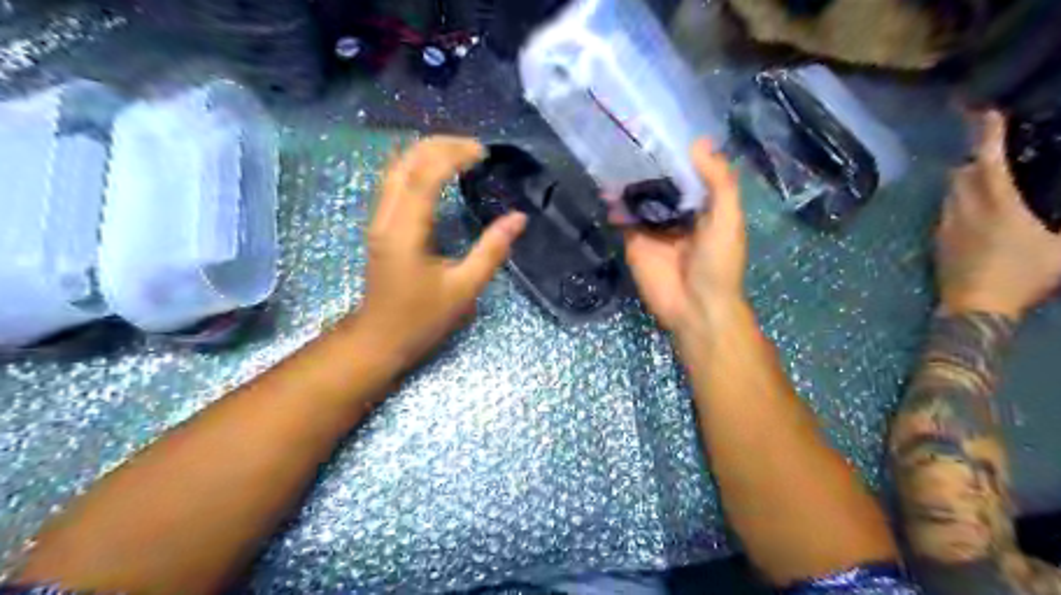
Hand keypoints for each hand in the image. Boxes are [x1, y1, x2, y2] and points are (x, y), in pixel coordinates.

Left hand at [355, 137, 524, 368]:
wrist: (379, 338)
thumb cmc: (421, 318)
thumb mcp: (464, 289)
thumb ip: (491, 251)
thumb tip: (518, 219)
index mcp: (406, 231)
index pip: (425, 175)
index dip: (453, 155)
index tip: (483, 153)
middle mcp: (386, 217)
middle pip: (405, 161)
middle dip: (440, 145)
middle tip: (475, 148)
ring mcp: (379, 220)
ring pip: (396, 168)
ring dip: (426, 152)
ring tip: (460, 153)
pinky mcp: (380, 226)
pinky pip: (395, 182)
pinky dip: (417, 166)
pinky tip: (438, 172)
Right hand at [625, 139, 748, 340]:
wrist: (696, 307)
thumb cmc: (718, 262)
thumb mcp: (728, 218)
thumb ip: (718, 181)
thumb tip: (699, 142)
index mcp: (704, 205)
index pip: (687, 172)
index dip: (675, 153)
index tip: (658, 128)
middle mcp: (678, 212)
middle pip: (660, 184)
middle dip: (646, 165)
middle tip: (627, 137)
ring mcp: (654, 228)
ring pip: (639, 199)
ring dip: (627, 184)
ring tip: (612, 159)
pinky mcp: (635, 243)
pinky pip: (624, 220)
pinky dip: (615, 207)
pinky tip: (606, 192)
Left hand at [936, 111, 1060, 319]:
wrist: (974, 307)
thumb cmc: (1022, 278)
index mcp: (996, 204)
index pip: (987, 161)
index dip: (987, 134)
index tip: (985, 112)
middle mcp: (963, 209)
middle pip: (961, 172)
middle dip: (975, 155)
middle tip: (991, 147)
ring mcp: (945, 225)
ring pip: (949, 191)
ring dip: (964, 178)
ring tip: (983, 175)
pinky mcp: (937, 240)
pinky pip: (944, 210)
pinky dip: (956, 199)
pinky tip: (970, 206)